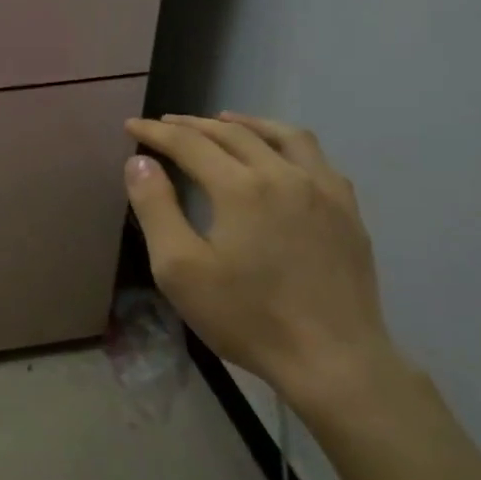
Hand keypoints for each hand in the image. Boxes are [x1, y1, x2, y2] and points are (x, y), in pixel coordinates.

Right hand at [123, 112, 397, 404]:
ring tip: (224, 120)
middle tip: (166, 124)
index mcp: (240, 187)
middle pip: (233, 133)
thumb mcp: (180, 269)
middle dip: (193, 125)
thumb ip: (156, 208)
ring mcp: (324, 190)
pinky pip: (317, 159)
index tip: (131, 127)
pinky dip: (287, 145)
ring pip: (283, 135)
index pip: (189, 144)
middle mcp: (284, 174)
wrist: (333, 359)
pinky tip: (281, 158)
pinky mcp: (348, 211)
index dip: (156, 133)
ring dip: (247, 123)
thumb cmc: (247, 317)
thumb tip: (139, 163)